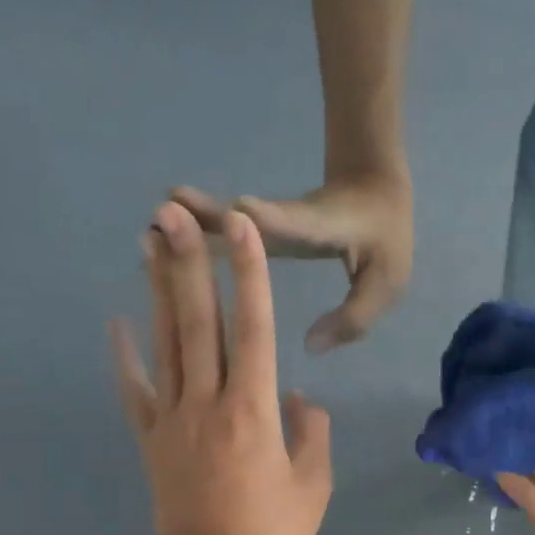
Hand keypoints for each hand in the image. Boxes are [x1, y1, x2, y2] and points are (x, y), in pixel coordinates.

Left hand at [110, 201, 332, 534]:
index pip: (255, 331)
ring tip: (150, 240)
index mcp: (255, 413)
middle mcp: (209, 403)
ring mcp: (173, 420)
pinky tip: (116, 320)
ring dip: (158, 290)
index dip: (250, 277)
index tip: (242, 230)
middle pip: (199, 323)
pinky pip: (135, 390)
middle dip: (189, 264)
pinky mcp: (152, 440)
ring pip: (166, 344)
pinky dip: (125, 355)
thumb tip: (300, 398)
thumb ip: (312, 434)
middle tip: (174, 210)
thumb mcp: (314, 487)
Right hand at [173, 173, 412, 353]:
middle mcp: (288, 222)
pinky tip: (163, 252)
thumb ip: (354, 317)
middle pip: (245, 221)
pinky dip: (197, 240)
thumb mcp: (386, 283)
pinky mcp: (264, 230)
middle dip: (209, 220)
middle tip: (165, 214)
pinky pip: (227, 236)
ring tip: (149, 231)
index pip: (295, 223)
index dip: (270, 219)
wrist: (374, 188)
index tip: (239, 211)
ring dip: (190, 228)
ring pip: (227, 225)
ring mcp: (273, 222)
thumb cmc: (384, 237)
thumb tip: (310, 346)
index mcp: (322, 228)